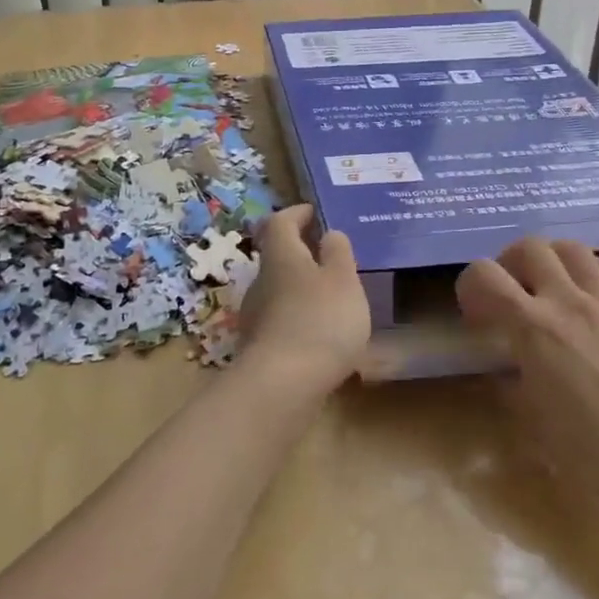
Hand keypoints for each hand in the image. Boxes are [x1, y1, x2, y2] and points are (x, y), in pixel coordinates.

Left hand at [236, 205, 370, 399]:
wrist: (283, 386)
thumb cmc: (320, 320)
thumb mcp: (343, 280)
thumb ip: (338, 253)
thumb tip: (328, 234)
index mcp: (281, 256)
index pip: (280, 222)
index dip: (296, 214)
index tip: (313, 212)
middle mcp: (261, 281)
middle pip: (277, 257)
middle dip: (301, 254)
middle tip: (330, 256)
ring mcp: (256, 316)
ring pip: (279, 290)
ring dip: (301, 288)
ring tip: (332, 297)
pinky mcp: (259, 348)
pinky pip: (282, 321)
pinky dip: (299, 318)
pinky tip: (320, 333)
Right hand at [457, 238, 598, 501]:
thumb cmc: (590, 449)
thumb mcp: (532, 423)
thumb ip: (511, 385)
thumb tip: (504, 373)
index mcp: (532, 327)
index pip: (484, 276)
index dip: (469, 286)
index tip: (476, 315)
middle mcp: (566, 301)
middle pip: (529, 247)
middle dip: (509, 263)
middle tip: (509, 293)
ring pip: (572, 248)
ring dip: (551, 258)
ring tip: (547, 284)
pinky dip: (593, 271)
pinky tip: (589, 291)